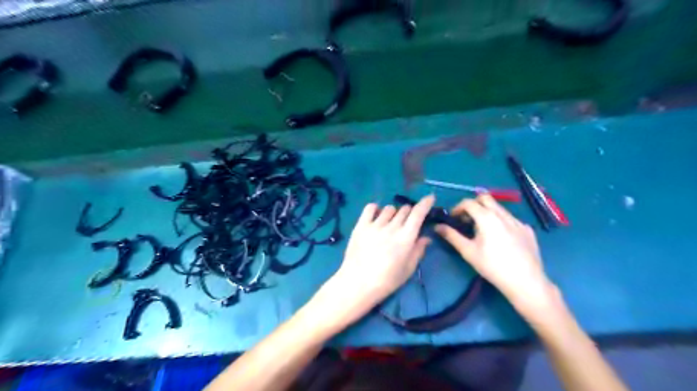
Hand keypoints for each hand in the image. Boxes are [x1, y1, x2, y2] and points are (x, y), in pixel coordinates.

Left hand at [323, 194, 433, 323]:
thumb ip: (418, 250)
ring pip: (389, 208)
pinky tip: (376, 217)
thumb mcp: (408, 269)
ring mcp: (375, 225)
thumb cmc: (387, 280)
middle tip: (406, 224)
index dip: (425, 203)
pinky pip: (370, 208)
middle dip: (409, 213)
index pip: (418, 213)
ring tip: (390, 224)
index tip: (430, 198)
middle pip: (404, 210)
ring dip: (393, 213)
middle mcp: (392, 227)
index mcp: (406, 237)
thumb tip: (426, 237)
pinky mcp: (361, 225)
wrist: (358, 283)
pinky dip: (376, 209)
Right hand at [434, 194, 556, 312]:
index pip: (469, 202)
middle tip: (467, 219)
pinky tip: (501, 239)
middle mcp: (503, 214)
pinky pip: (511, 219)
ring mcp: (517, 221)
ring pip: (499, 208)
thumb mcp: (468, 251)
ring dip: (487, 212)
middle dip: (473, 205)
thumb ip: (452, 236)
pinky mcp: (527, 229)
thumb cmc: (492, 266)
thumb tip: (437, 226)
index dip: (457, 207)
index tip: (453, 218)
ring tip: (483, 230)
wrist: (525, 281)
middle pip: (485, 198)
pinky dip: (501, 222)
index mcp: (487, 217)